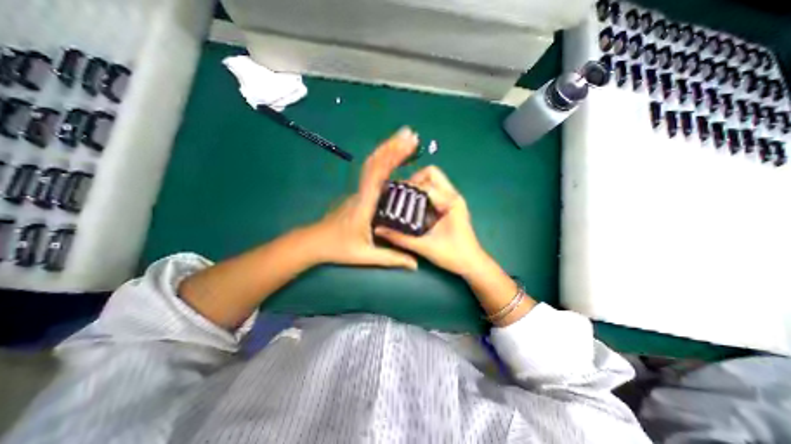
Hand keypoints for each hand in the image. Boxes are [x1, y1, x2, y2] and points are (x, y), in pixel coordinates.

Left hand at [306, 127, 419, 268]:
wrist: (314, 242)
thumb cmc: (338, 248)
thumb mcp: (366, 256)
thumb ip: (392, 258)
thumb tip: (415, 263)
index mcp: (364, 204)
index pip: (377, 175)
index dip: (391, 158)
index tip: (406, 145)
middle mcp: (361, 192)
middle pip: (375, 163)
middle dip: (393, 147)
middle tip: (410, 135)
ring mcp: (359, 191)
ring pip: (372, 165)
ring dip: (388, 150)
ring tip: (404, 139)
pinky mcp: (359, 193)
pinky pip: (372, 172)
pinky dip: (384, 160)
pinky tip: (393, 157)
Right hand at [373, 165, 489, 276]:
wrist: (472, 264)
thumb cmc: (453, 256)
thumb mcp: (424, 247)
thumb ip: (400, 238)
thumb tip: (379, 230)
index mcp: (450, 202)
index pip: (426, 184)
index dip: (408, 187)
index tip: (395, 195)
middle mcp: (453, 196)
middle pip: (432, 173)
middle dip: (414, 179)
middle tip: (402, 194)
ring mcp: (453, 199)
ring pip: (434, 179)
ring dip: (418, 185)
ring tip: (405, 199)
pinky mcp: (451, 204)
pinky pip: (435, 189)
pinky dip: (423, 192)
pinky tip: (414, 205)